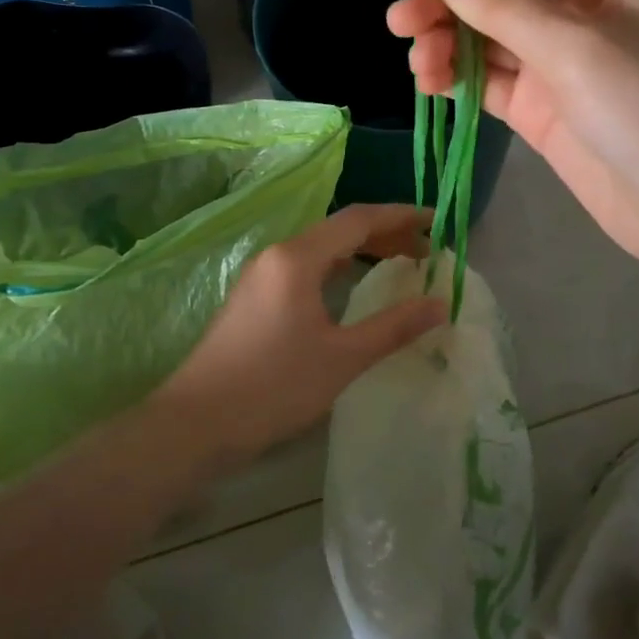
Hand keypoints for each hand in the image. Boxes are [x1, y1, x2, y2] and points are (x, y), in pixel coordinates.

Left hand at [153, 205, 444, 467]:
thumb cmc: (274, 386)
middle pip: (339, 229)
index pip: (358, 219)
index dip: (402, 216)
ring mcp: (261, 275)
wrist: (198, 422)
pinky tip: (351, 286)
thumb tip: (440, 303)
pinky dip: (337, 267)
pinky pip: (305, 266)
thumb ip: (394, 327)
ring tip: (399, 263)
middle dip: (385, 234)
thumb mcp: (342, 358)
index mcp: (297, 258)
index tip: (438, 223)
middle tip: (426, 251)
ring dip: (361, 250)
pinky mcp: (253, 297)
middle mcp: (277, 255)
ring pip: (320, 248)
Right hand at [387, 0, 638, 265]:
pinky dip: (460, 77)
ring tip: (417, 67)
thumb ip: (502, 6)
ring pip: (490, 36)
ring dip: (448, 43)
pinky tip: (431, 84)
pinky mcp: (545, 105)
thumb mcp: (574, 46)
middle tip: (399, 24)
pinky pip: (492, 79)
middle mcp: (585, 8)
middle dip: (450, 3)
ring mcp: (563, 60)